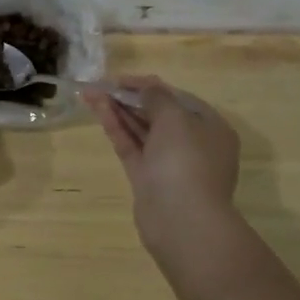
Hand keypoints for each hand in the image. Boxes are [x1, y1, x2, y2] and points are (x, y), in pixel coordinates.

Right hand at [84, 76, 245, 287]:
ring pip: (141, 130)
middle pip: (157, 113)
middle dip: (129, 97)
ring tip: (89, 93)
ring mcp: (168, 163)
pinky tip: (98, 111)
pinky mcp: (148, 178)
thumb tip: (147, 87)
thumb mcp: (175, 118)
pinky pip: (131, 146)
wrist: (181, 220)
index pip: (178, 98)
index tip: (121, 79)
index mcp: (210, 128)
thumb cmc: (186, 161)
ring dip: (118, 110)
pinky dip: (116, 128)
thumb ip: (157, 97)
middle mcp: (192, 144)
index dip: (149, 85)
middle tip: (100, 85)